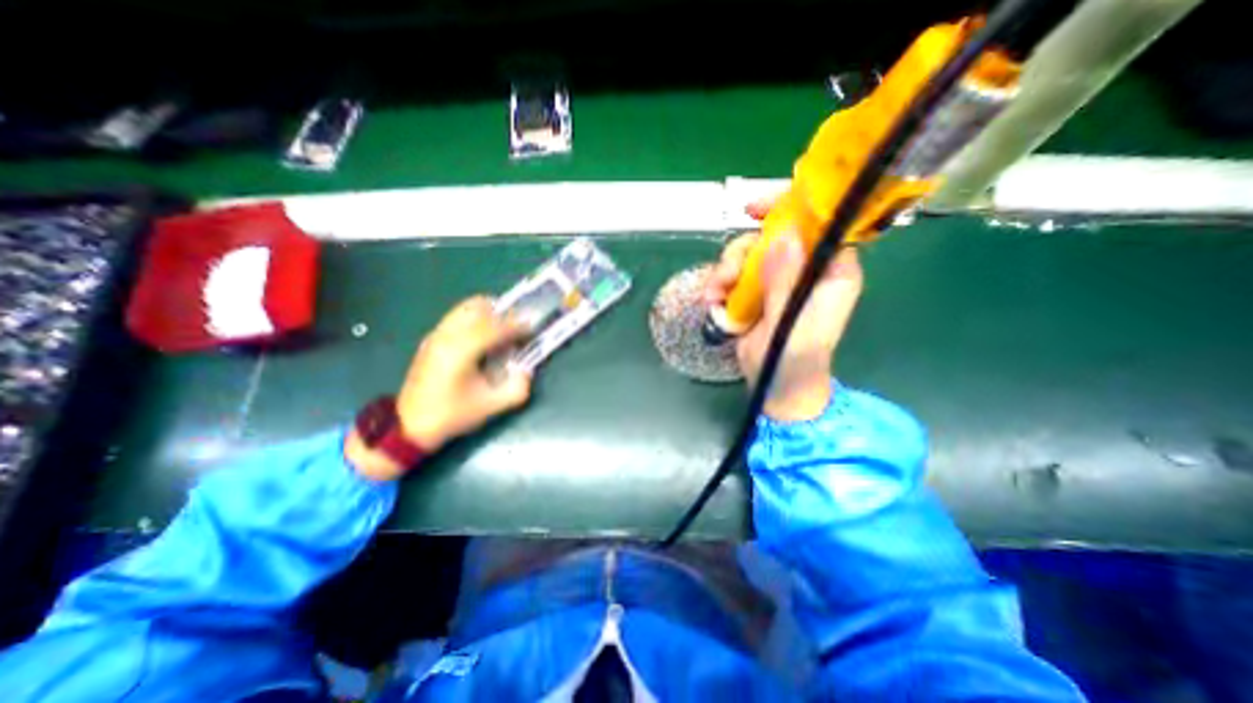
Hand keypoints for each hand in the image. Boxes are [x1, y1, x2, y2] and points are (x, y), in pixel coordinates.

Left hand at [347, 294, 531, 478]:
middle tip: (519, 326)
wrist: (409, 425)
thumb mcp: (491, 406)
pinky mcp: (432, 338)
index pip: (493, 327)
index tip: (532, 327)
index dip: (516, 324)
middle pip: (478, 308)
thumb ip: (517, 388)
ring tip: (504, 328)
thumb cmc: (451, 415)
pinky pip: (458, 316)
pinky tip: (485, 336)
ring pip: (466, 308)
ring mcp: (436, 335)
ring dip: (489, 313)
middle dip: (504, 313)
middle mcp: (447, 336)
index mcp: (461, 351)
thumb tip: (527, 370)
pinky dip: (477, 318)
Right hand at [702, 204, 862, 422]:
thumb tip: (783, 234)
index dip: (790, 207)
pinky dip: (719, 285)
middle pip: (772, 236)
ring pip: (748, 253)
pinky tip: (711, 301)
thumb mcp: (792, 323)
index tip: (755, 209)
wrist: (776, 386)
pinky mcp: (755, 292)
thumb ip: (786, 282)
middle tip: (726, 274)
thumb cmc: (794, 360)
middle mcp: (804, 269)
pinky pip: (734, 274)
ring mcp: (777, 280)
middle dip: (743, 251)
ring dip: (725, 271)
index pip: (818, 224)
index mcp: (830, 272)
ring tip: (714, 296)